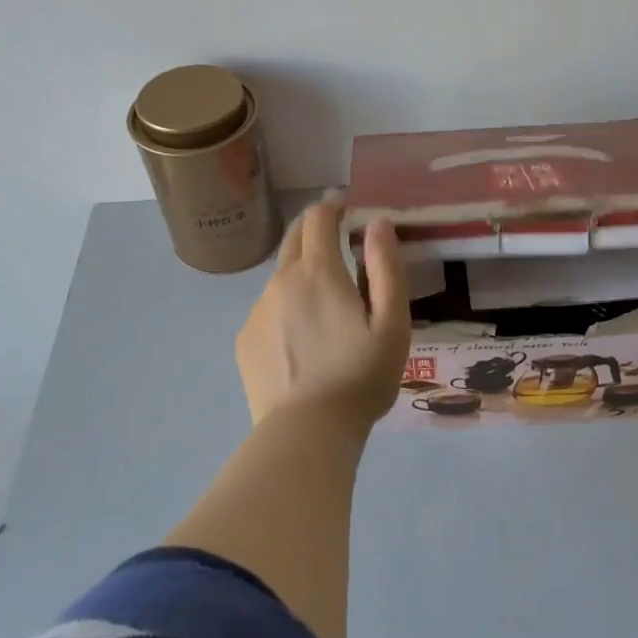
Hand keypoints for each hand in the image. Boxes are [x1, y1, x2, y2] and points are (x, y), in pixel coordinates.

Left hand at [235, 200, 411, 428]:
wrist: (307, 432)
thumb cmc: (360, 377)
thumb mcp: (392, 323)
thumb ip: (386, 267)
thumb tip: (378, 223)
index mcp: (318, 272)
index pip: (318, 218)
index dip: (332, 206)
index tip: (346, 207)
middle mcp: (281, 281)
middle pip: (293, 239)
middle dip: (314, 230)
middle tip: (337, 241)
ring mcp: (258, 311)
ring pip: (281, 278)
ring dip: (302, 274)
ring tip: (325, 306)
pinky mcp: (246, 339)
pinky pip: (269, 310)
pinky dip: (287, 308)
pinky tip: (303, 341)